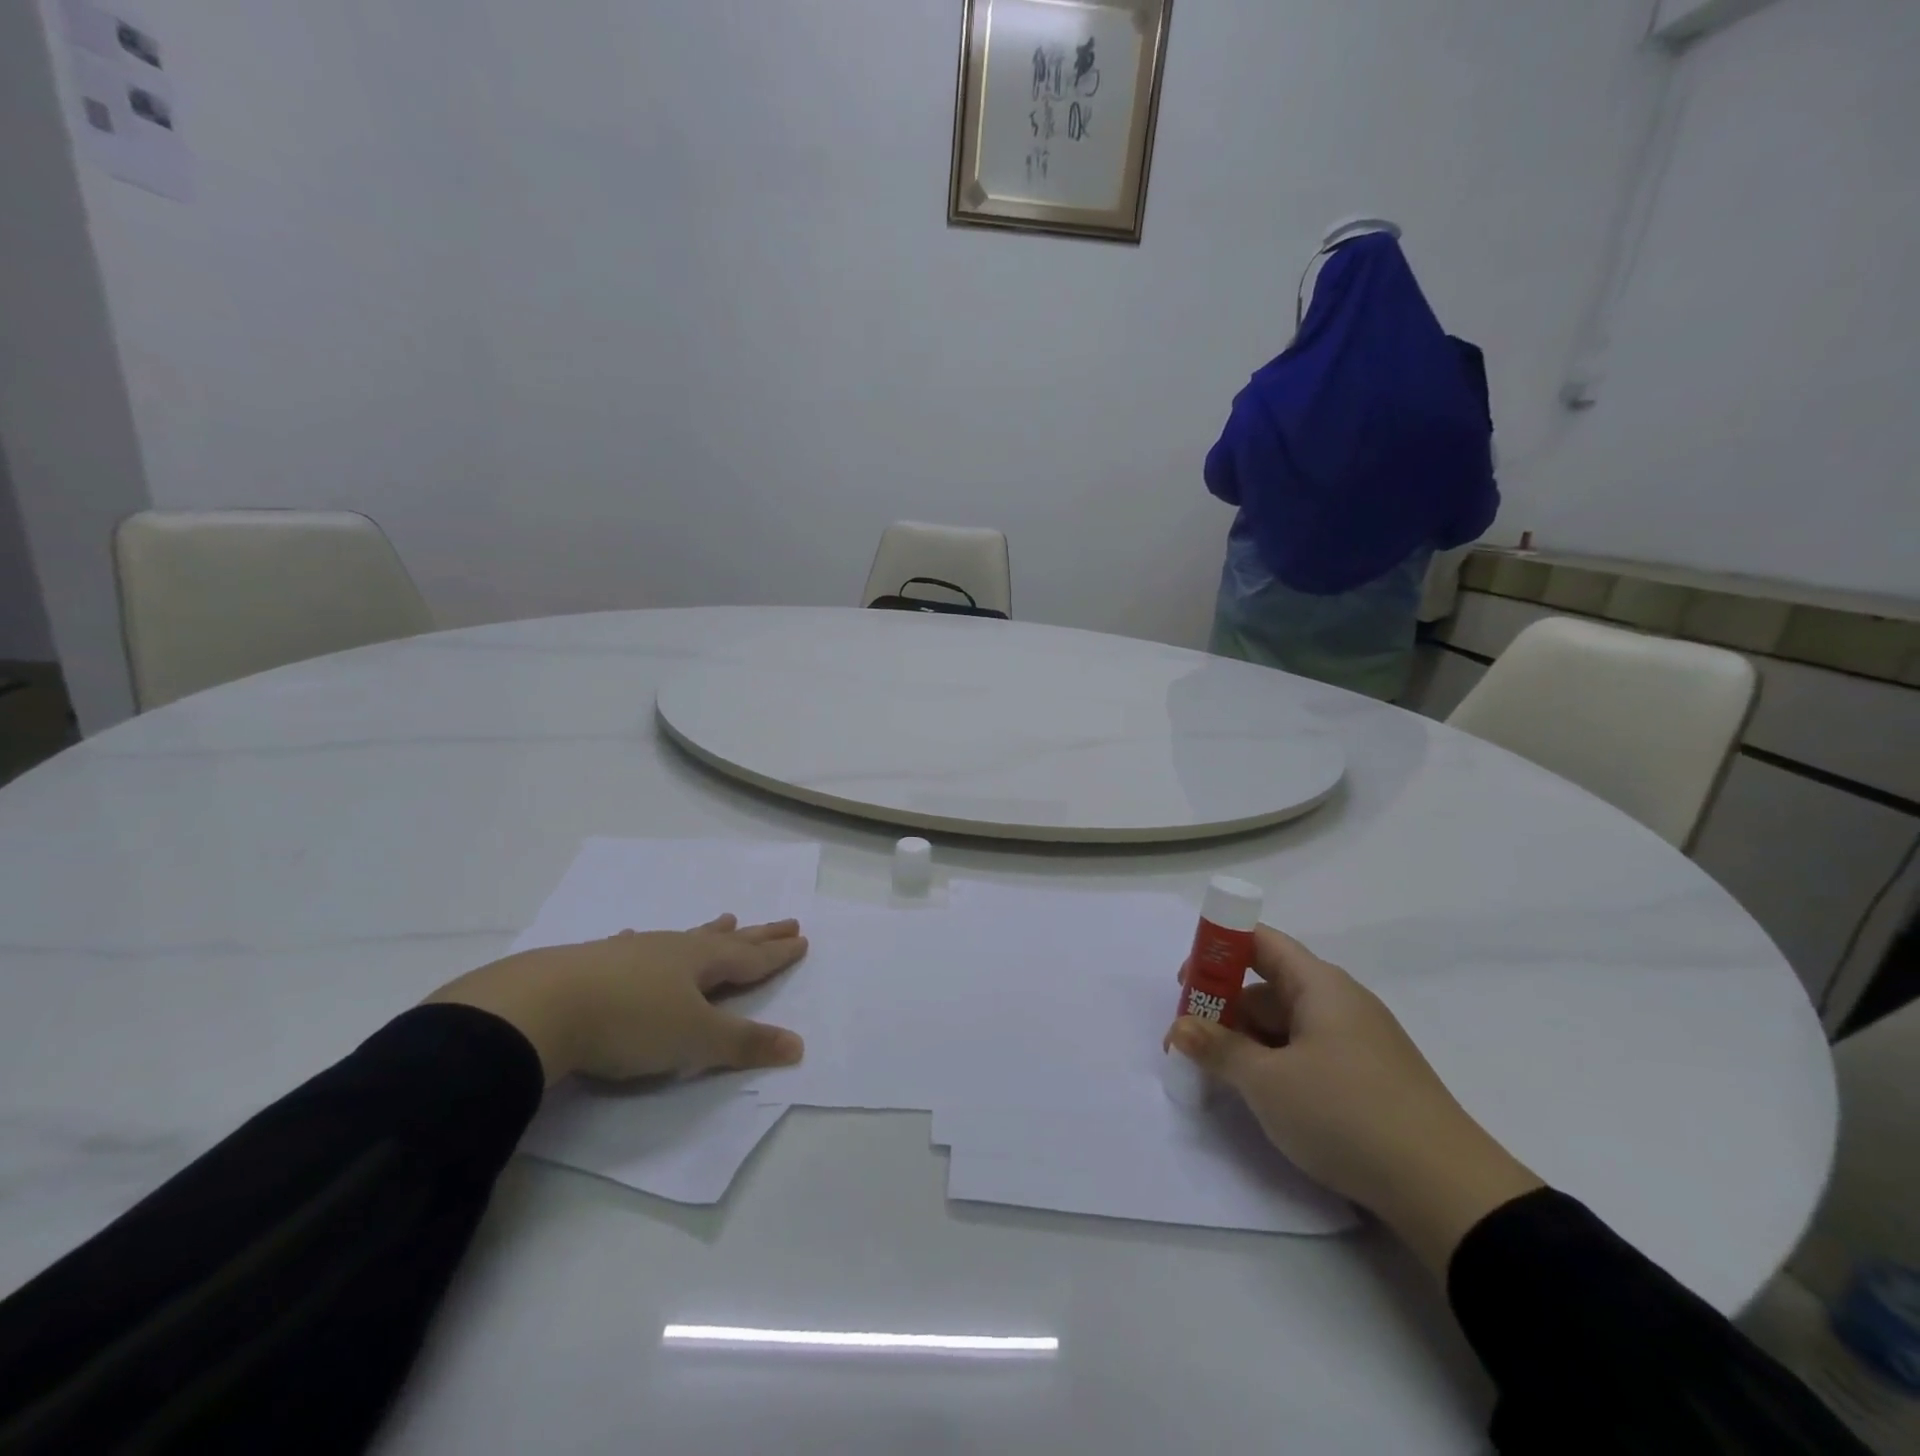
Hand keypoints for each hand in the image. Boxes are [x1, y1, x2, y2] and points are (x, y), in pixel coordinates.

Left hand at [425, 915, 807, 1086]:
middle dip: (758, 935)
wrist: (541, 1008)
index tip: (802, 938)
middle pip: (725, 941)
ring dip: (709, 931)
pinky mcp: (595, 963)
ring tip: (727, 917)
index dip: (777, 953)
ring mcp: (632, 953)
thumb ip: (745, 1043)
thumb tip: (798, 1045)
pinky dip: (645, 943)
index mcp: (700, 963)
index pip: (750, 958)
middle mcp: (672, 950)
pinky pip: (633, 947)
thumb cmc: (630, 1023)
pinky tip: (636, 937)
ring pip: (682, 938)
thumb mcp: (695, 1039)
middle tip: (785, 921)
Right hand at [1168, 927, 1541, 1274]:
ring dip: (1247, 1041)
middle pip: (1269, 987)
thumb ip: (1218, 1049)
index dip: (1219, 950)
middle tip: (1187, 1041)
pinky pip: (1307, 1054)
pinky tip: (1259, 1094)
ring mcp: (1358, 1042)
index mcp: (1319, 985)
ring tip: (1216, 1073)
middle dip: (1224, 1008)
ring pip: (1287, 1025)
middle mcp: (1340, 1003)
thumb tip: (1179, 1027)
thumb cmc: (1346, 1113)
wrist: (1447, 1191)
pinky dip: (1275, 1064)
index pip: (1262, 942)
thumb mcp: (1267, 1082)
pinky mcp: (1368, 1079)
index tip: (1186, 981)